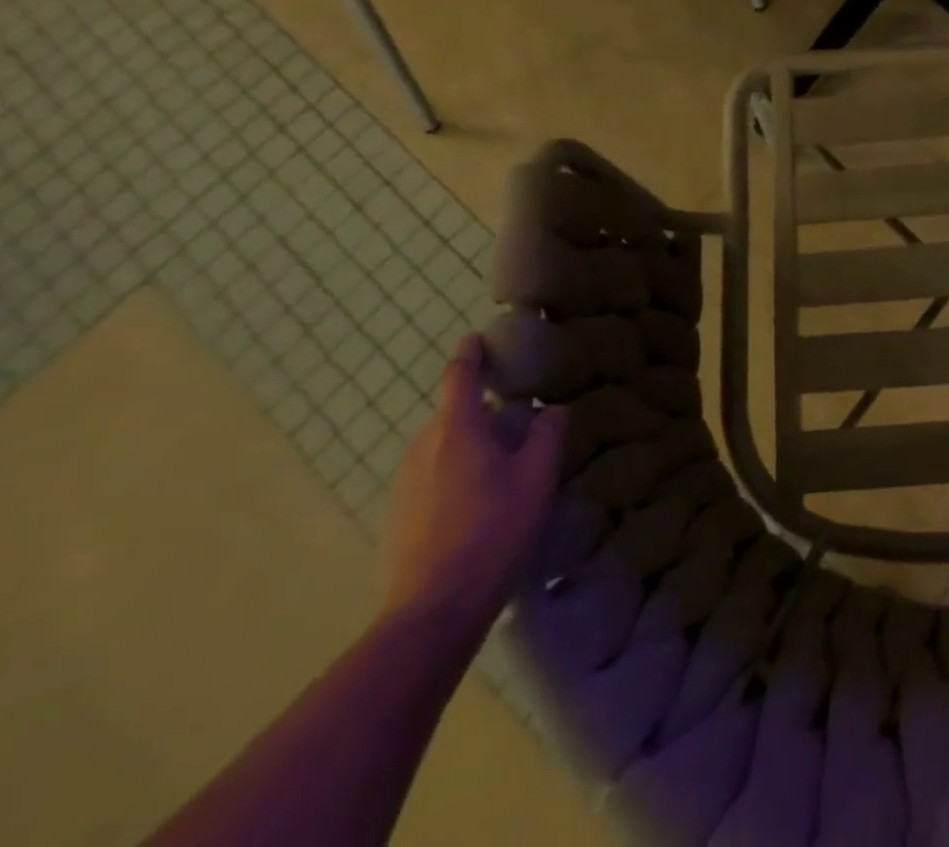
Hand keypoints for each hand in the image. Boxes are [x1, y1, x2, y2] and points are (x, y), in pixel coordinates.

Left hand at [381, 335, 567, 640]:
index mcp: (457, 429)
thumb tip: (551, 409)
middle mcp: (423, 447)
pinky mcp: (397, 515)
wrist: (433, 610)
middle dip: (482, 410)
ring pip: (441, 446)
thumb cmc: (493, 530)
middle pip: (453, 414)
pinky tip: (477, 503)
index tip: (477, 338)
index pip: (459, 376)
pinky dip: (453, 473)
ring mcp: (404, 483)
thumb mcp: (537, 477)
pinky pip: (430, 476)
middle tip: (517, 419)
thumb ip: (548, 434)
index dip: (470, 354)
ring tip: (501, 465)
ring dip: (469, 444)